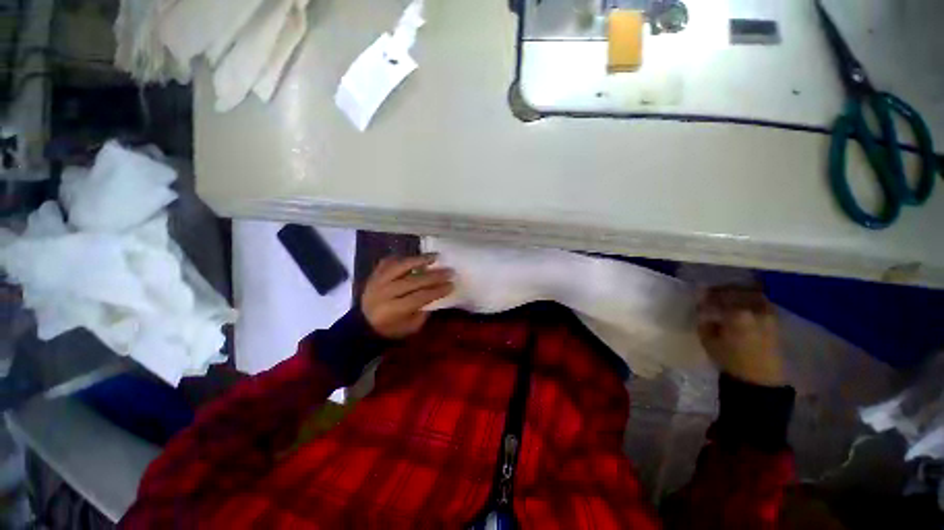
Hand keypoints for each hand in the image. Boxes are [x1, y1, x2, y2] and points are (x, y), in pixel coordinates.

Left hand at [361, 254, 453, 339]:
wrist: (363, 324)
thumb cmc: (391, 329)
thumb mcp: (410, 327)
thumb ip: (423, 311)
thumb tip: (436, 293)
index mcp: (393, 310)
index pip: (420, 297)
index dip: (437, 290)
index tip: (451, 285)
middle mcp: (384, 293)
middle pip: (413, 281)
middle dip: (434, 276)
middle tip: (449, 271)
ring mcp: (377, 281)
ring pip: (400, 266)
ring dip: (419, 260)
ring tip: (435, 257)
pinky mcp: (373, 274)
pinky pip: (388, 261)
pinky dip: (402, 258)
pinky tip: (414, 258)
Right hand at [696, 285, 784, 386]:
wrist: (759, 378)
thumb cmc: (730, 360)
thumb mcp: (708, 341)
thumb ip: (704, 322)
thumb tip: (703, 311)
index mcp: (737, 313)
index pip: (717, 296)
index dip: (705, 296)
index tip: (698, 299)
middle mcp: (755, 308)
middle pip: (736, 290)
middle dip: (722, 291)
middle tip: (710, 294)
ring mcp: (768, 312)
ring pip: (750, 294)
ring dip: (737, 294)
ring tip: (726, 300)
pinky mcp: (774, 319)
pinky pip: (760, 302)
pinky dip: (749, 300)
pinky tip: (740, 307)